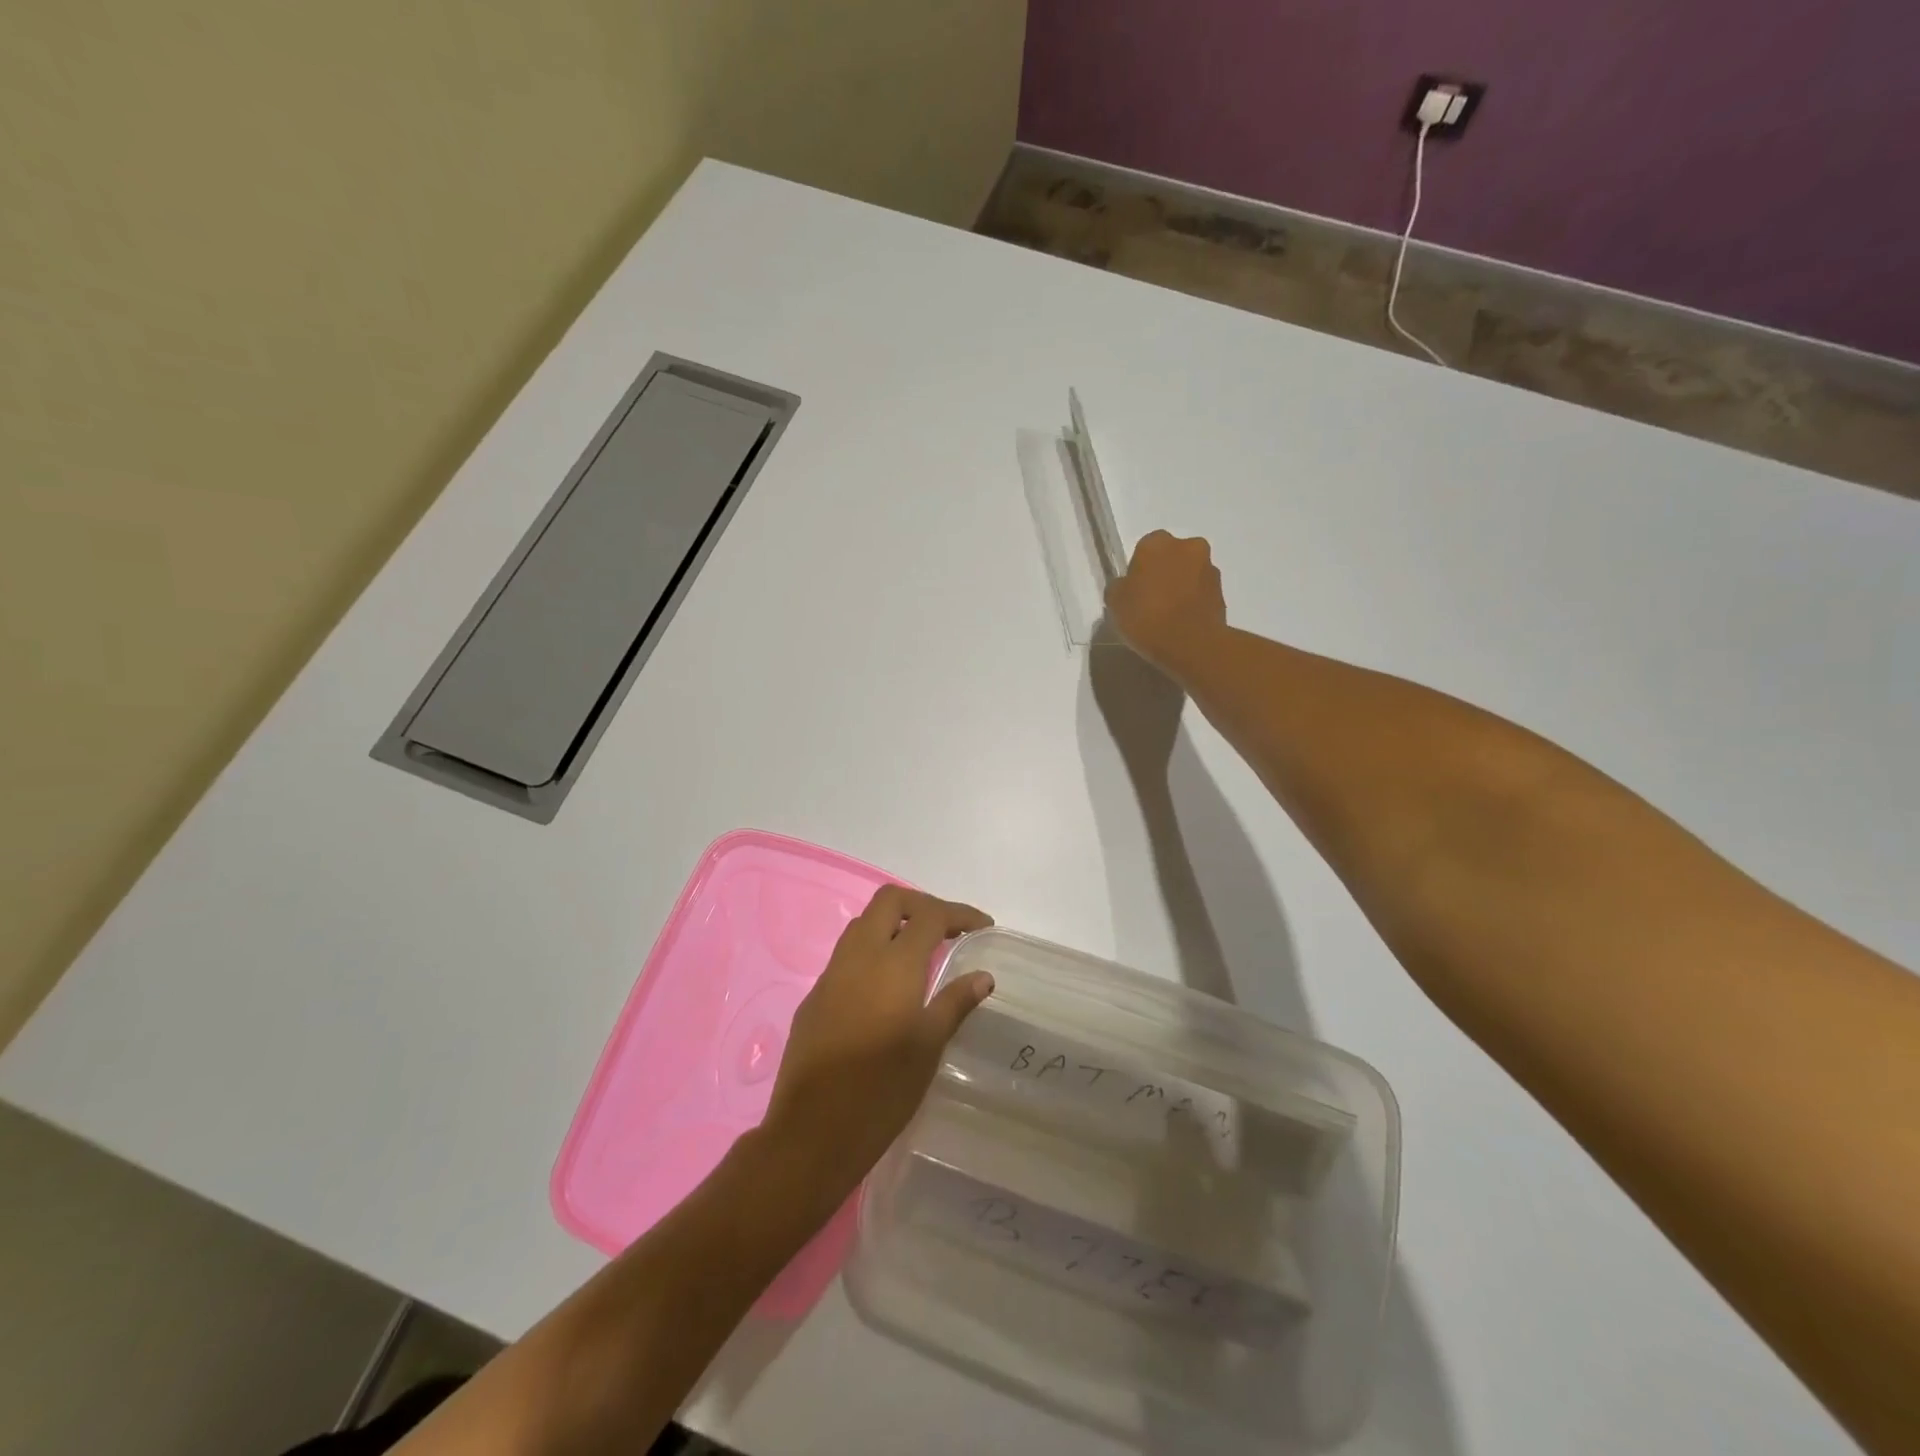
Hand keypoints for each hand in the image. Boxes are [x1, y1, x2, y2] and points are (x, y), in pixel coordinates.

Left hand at [765, 887, 993, 1195]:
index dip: (960, 914)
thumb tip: (983, 976)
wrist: (811, 1133)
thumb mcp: (928, 1047)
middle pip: (889, 901)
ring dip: (893, 924)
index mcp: (893, 964)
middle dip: (922, 905)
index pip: (930, 915)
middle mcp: (859, 956)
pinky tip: (886, 986)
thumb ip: (954, 1003)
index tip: (983, 927)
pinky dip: (873, 951)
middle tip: (948, 930)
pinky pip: (847, 955)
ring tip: (921, 952)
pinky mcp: (814, 996)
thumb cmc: (881, 1091)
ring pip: (863, 923)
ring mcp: (831, 974)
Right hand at [1105, 530, 1227, 676]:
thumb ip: (1119, 586)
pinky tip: (1182, 623)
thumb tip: (1126, 585)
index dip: (1138, 570)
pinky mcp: (1223, 592)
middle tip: (1151, 600)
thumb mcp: (1115, 602)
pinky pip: (1201, 593)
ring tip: (1168, 615)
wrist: (1191, 644)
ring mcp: (1210, 568)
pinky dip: (1193, 602)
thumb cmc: (1146, 617)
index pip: (1144, 549)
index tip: (1134, 591)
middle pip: (1171, 557)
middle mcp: (1188, 546)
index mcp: (1157, 542)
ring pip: (1189, 573)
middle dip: (1163, 573)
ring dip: (1181, 586)